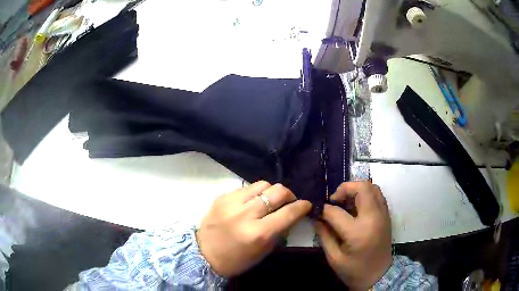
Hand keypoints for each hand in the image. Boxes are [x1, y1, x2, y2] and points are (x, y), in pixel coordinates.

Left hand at [196, 181, 311, 277]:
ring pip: (262, 184)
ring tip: (269, 200)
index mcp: (258, 233)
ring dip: (271, 191)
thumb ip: (280, 230)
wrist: (203, 254)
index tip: (306, 204)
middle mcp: (245, 214)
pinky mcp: (222, 197)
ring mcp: (231, 202)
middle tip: (289, 201)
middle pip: (277, 191)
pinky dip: (254, 194)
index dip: (302, 206)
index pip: (289, 212)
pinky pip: (245, 188)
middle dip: (289, 194)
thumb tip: (293, 214)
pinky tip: (251, 203)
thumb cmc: (237, 259)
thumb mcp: (264, 251)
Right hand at [315, 181, 391, 289]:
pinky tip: (356, 205)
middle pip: (361, 188)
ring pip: (372, 187)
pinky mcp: (386, 215)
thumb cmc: (354, 270)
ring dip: (356, 189)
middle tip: (334, 200)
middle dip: (344, 189)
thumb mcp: (334, 258)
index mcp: (358, 232)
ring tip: (345, 201)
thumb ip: (324, 236)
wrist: (379, 276)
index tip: (317, 211)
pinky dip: (366, 194)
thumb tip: (317, 218)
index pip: (336, 212)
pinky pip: (378, 195)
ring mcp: (383, 214)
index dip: (323, 210)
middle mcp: (373, 218)